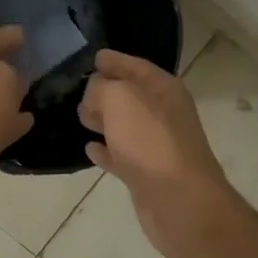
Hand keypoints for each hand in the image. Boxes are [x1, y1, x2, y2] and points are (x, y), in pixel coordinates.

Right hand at [78, 50, 232, 257]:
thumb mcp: (120, 99)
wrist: (179, 200)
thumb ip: (102, 87)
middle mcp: (164, 113)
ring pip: (125, 125)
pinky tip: (89, 149)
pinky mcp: (147, 174)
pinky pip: (122, 155)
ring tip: (80, 116)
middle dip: (106, 90)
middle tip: (78, 89)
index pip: (136, 66)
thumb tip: (94, 93)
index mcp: (163, 89)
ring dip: (104, 120)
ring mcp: (156, 145)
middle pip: (131, 96)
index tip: (94, 57)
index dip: (115, 60)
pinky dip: (106, 150)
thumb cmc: (150, 140)